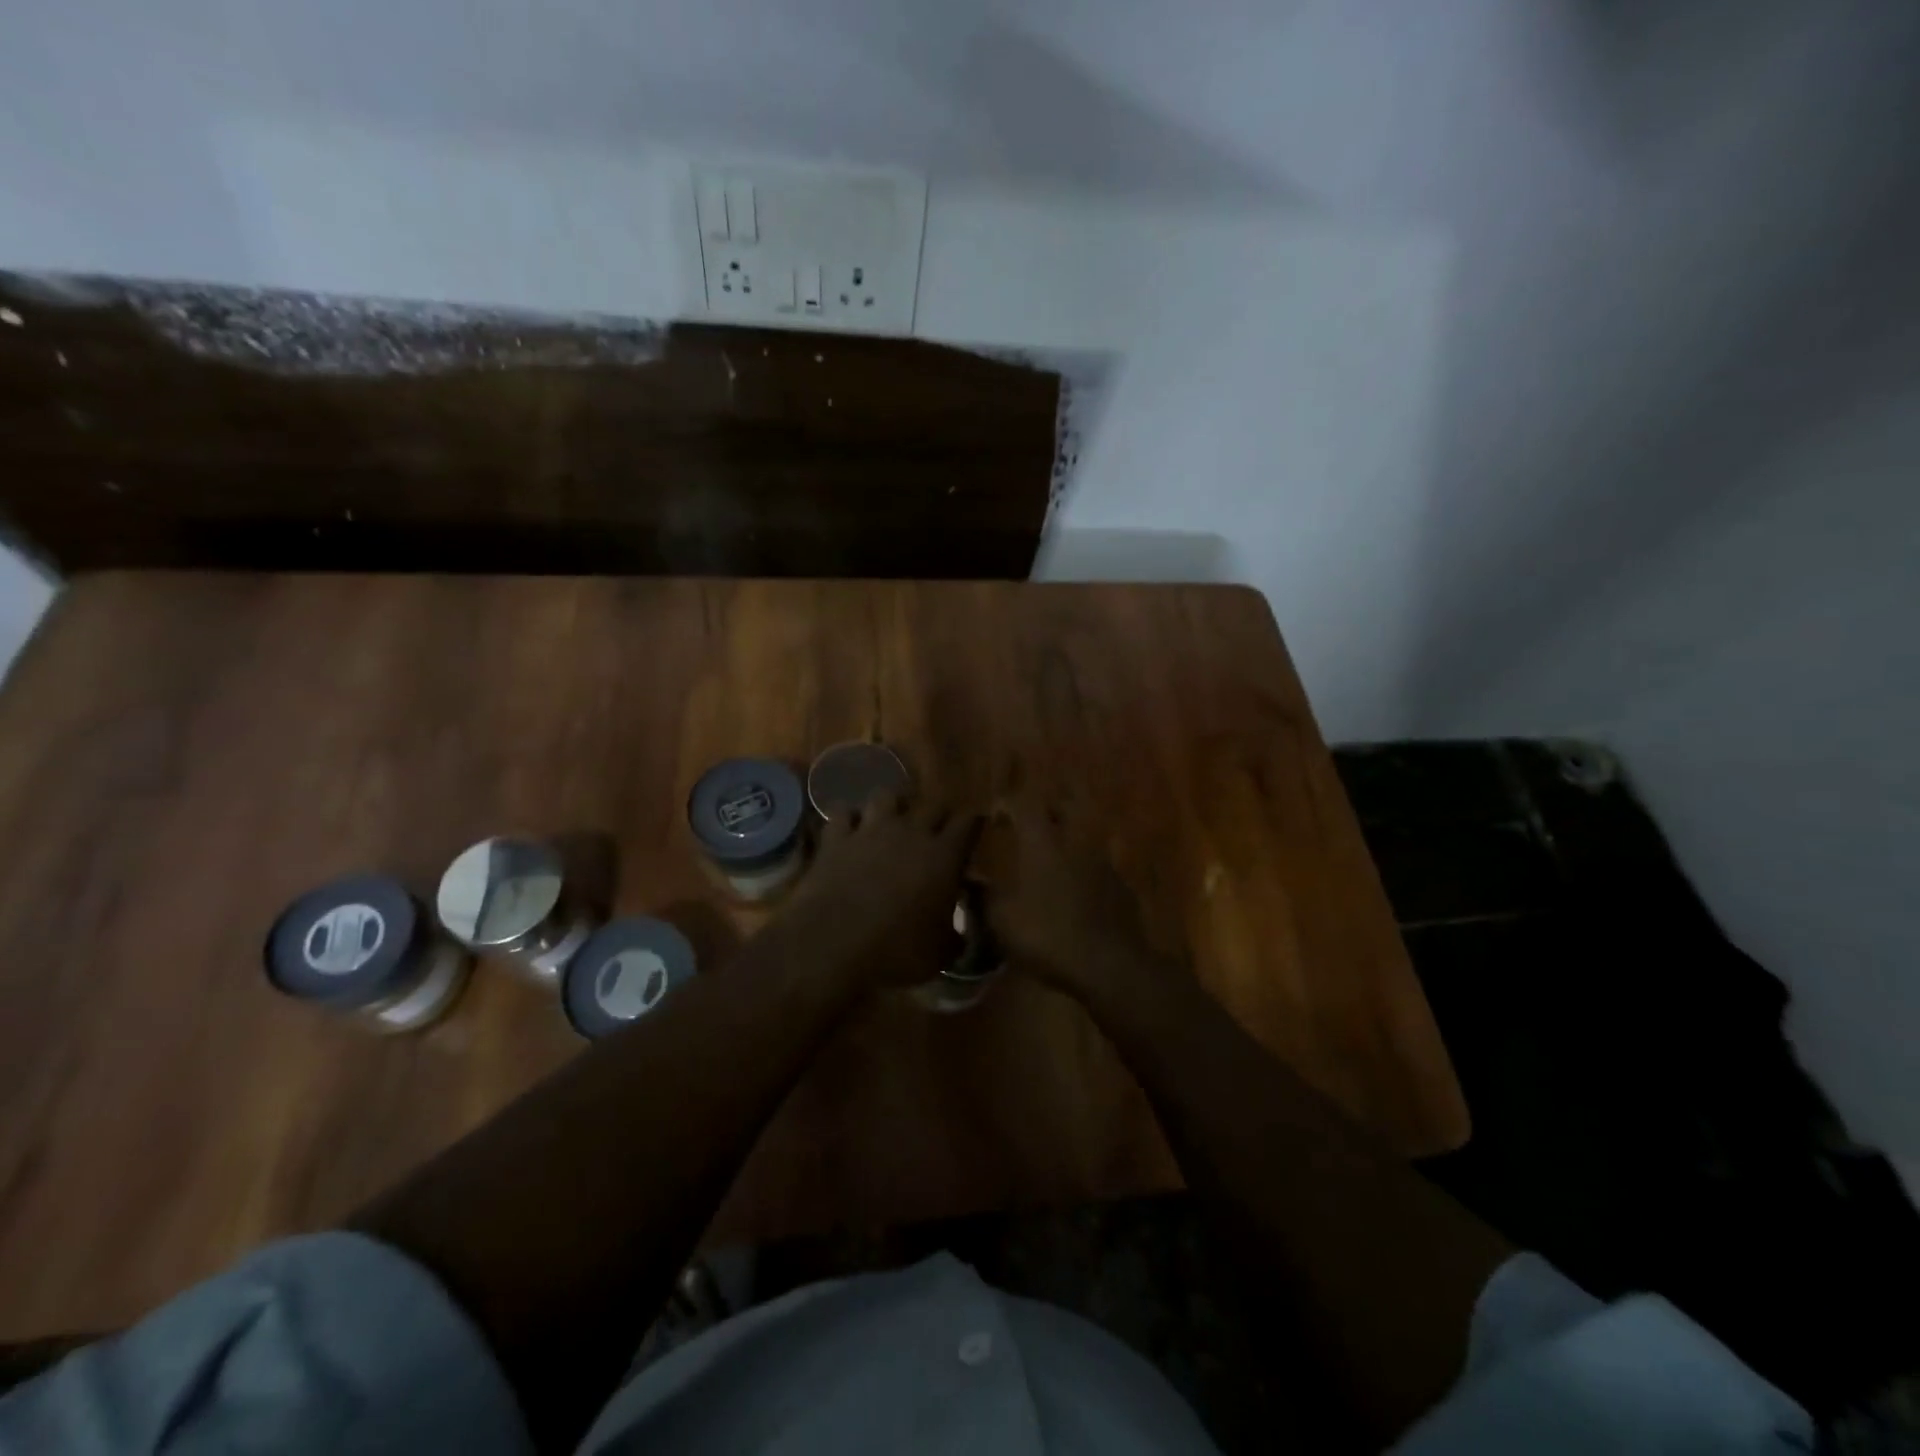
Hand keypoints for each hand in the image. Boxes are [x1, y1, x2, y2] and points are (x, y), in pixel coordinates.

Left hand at [775, 793, 979, 991]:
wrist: (834, 946)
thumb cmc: (897, 952)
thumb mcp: (940, 953)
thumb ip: (954, 936)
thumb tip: (959, 934)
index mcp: (944, 856)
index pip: (968, 823)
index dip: (973, 824)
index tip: (974, 829)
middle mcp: (910, 832)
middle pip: (932, 805)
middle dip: (938, 815)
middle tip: (937, 830)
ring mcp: (870, 830)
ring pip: (886, 796)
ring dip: (892, 806)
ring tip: (891, 820)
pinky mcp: (835, 838)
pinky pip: (841, 812)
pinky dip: (847, 819)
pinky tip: (848, 829)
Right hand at [971, 804, 1173, 1006]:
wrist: (1109, 965)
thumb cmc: (1047, 935)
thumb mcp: (1001, 922)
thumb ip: (983, 898)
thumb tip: (971, 884)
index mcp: (1042, 843)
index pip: (1023, 805)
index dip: (1007, 804)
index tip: (995, 816)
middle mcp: (1075, 842)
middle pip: (1062, 808)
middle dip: (1045, 811)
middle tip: (1028, 827)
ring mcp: (1103, 863)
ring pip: (1083, 837)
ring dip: (1066, 842)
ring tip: (1050, 863)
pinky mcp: (1121, 887)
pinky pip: (1097, 868)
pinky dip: (1083, 872)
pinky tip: (1074, 894)